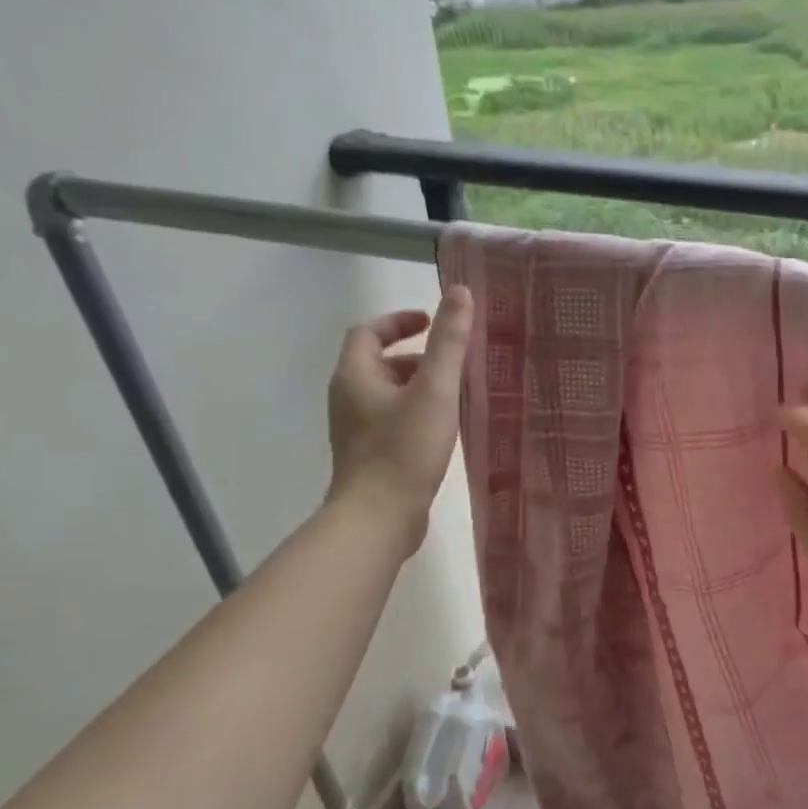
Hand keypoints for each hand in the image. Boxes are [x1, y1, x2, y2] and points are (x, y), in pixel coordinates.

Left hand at [326, 287, 472, 549]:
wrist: (379, 516)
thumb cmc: (404, 448)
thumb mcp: (435, 390)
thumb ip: (449, 342)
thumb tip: (459, 291)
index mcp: (355, 375)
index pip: (369, 332)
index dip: (399, 320)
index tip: (431, 321)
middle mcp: (348, 398)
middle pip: (379, 363)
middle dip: (417, 356)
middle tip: (454, 363)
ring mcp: (356, 430)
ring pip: (388, 394)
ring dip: (418, 387)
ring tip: (456, 396)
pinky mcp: (369, 456)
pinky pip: (392, 420)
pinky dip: (416, 413)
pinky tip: (444, 430)